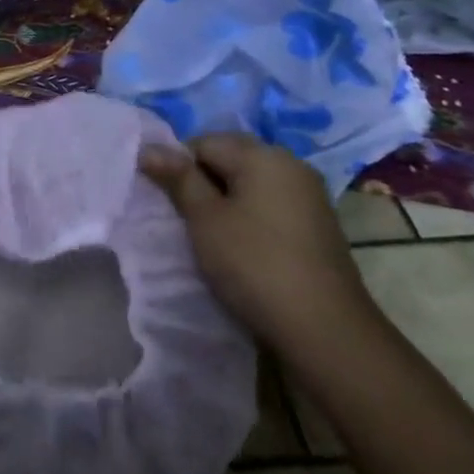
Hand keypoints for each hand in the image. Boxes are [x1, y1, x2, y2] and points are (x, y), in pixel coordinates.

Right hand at [139, 133, 371, 351]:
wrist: (325, 331)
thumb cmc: (254, 264)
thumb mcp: (205, 219)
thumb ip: (177, 178)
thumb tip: (148, 147)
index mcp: (264, 155)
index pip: (204, 142)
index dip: (180, 167)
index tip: (171, 204)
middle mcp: (291, 165)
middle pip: (231, 159)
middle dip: (204, 183)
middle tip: (187, 220)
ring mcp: (310, 196)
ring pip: (251, 185)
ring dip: (227, 203)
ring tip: (213, 238)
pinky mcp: (318, 227)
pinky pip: (271, 206)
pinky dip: (251, 219)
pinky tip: (244, 250)